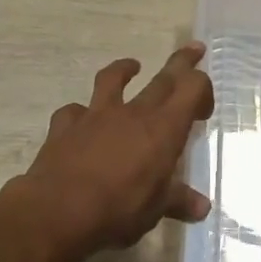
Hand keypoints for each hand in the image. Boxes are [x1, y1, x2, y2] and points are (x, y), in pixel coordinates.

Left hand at [19, 44, 214, 254]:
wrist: (57, 212)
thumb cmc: (117, 210)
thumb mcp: (155, 210)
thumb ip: (179, 202)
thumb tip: (203, 208)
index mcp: (163, 129)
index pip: (191, 88)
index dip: (202, 89)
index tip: (203, 109)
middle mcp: (133, 113)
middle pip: (163, 78)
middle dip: (181, 62)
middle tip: (194, 48)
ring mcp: (96, 115)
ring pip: (111, 79)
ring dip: (124, 69)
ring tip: (132, 66)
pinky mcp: (65, 126)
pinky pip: (73, 111)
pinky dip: (80, 112)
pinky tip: (80, 119)